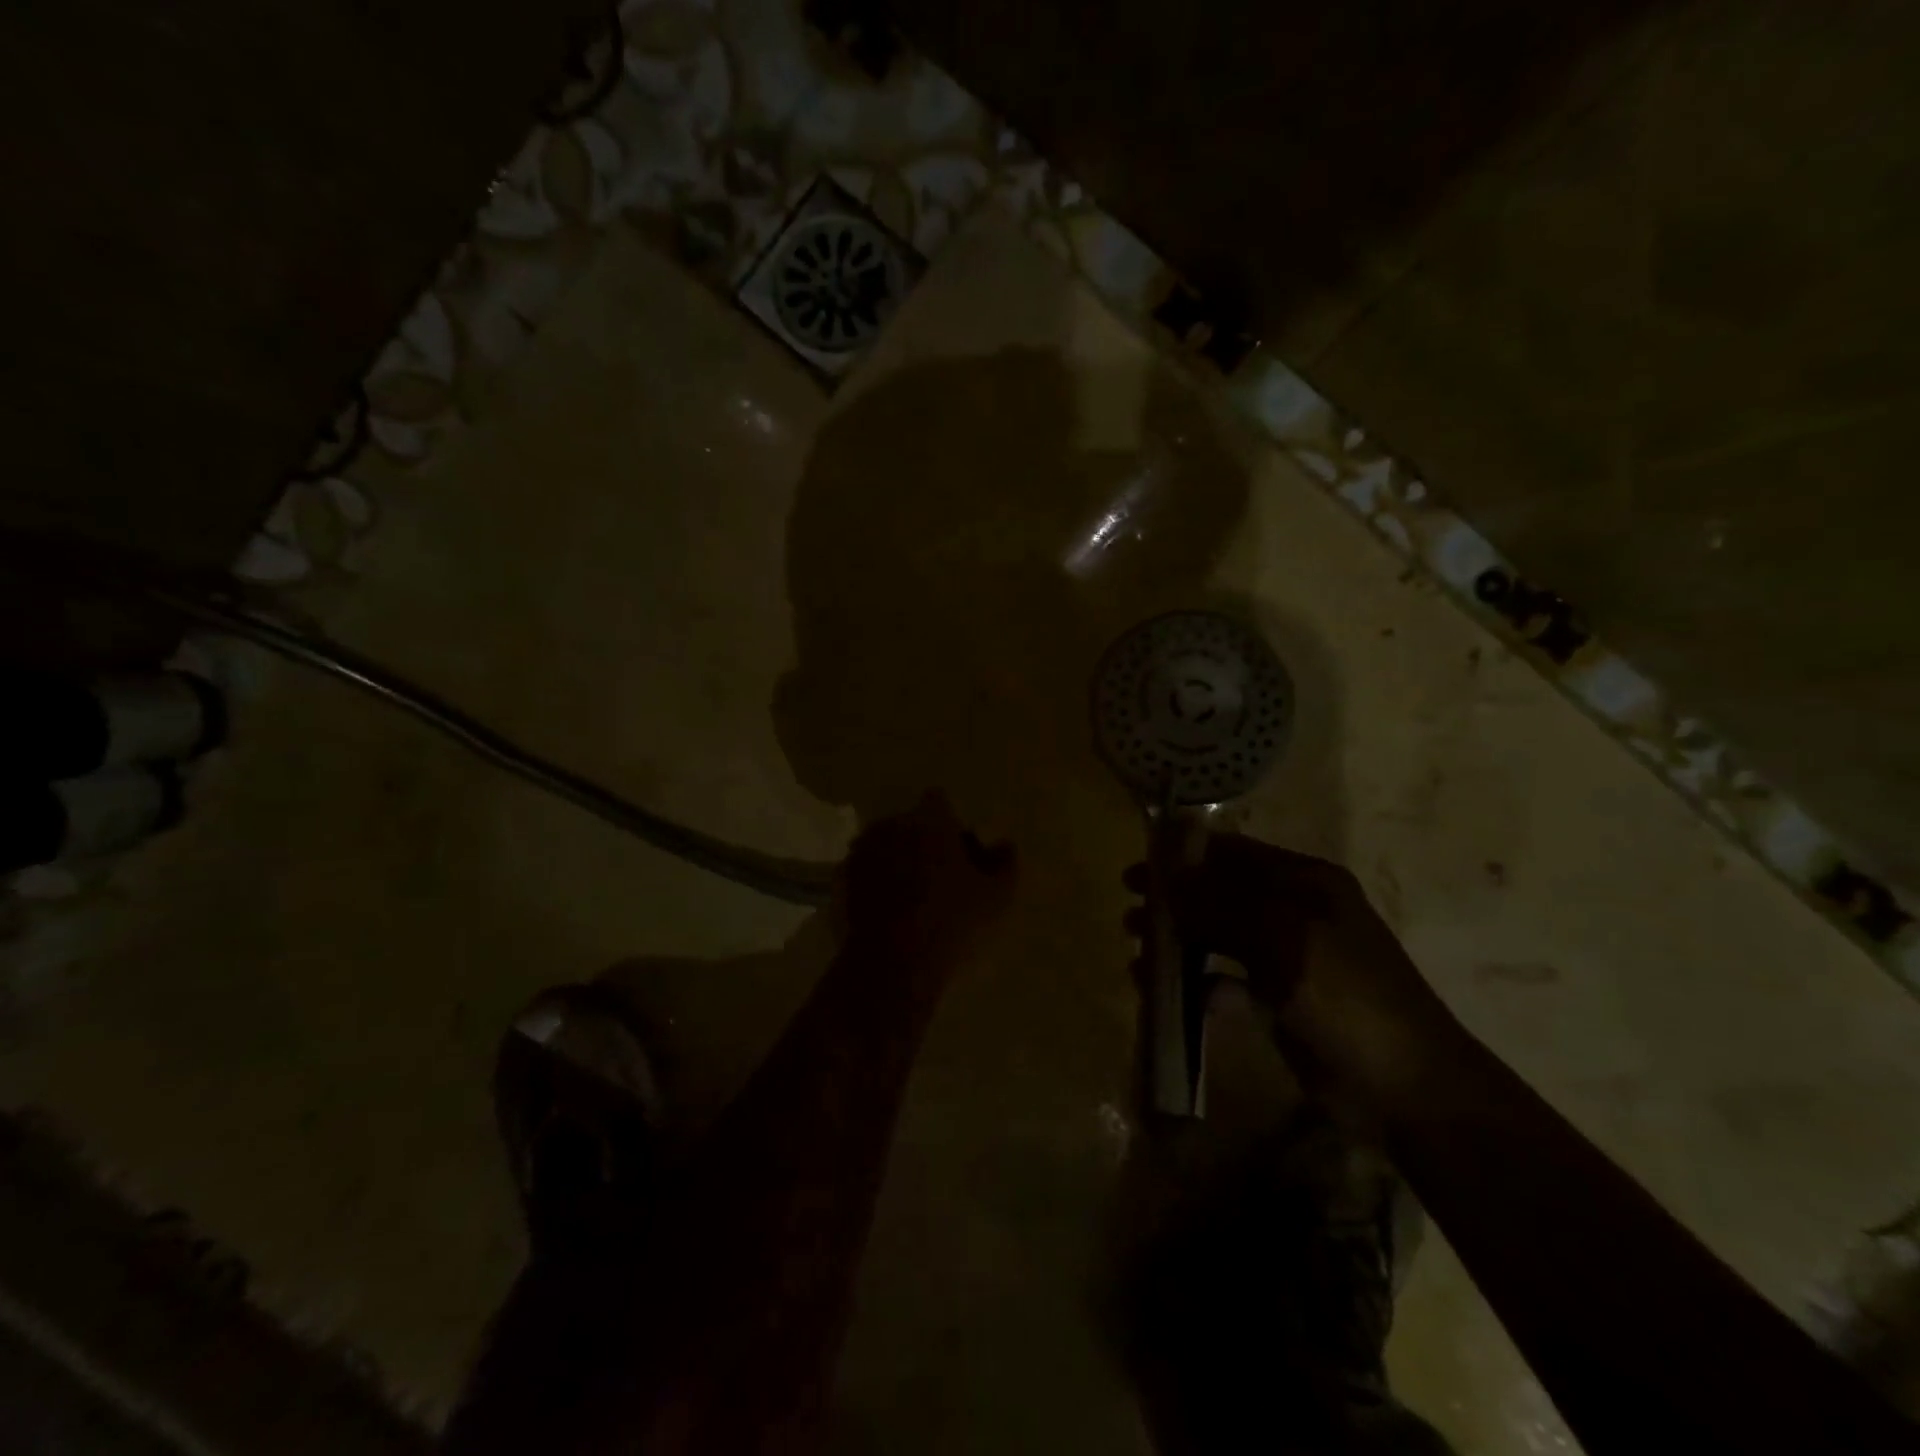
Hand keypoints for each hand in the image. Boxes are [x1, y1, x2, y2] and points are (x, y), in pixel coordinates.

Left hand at [837, 792, 1015, 987]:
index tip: (960, 853)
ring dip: (896, 864)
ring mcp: (859, 853)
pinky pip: (863, 876)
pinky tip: (889, 918)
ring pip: (884, 849)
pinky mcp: (838, 882)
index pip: (939, 801)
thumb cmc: (950, 921)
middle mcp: (889, 825)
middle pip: (910, 825)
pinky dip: (874, 888)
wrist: (890, 963)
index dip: (951, 824)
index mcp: (927, 819)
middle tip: (939, 881)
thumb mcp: (996, 897)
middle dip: (922, 844)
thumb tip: (1004, 845)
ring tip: (912, 903)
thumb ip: (1005, 863)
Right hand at [1125, 832, 1458, 1113]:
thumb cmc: (1347, 997)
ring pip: (1217, 936)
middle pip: (1220, 893)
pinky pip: (1224, 979)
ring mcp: (1285, 958)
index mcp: (1305, 882)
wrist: (1407, 1089)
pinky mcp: (1277, 1000)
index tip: (1140, 866)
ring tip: (1137, 951)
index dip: (1184, 855)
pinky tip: (1165, 993)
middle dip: (1174, 899)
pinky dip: (1194, 982)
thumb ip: (1220, 904)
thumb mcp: (1282, 939)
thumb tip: (1167, 873)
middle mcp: (1293, 911)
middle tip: (1130, 910)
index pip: (1233, 852)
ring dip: (1178, 940)